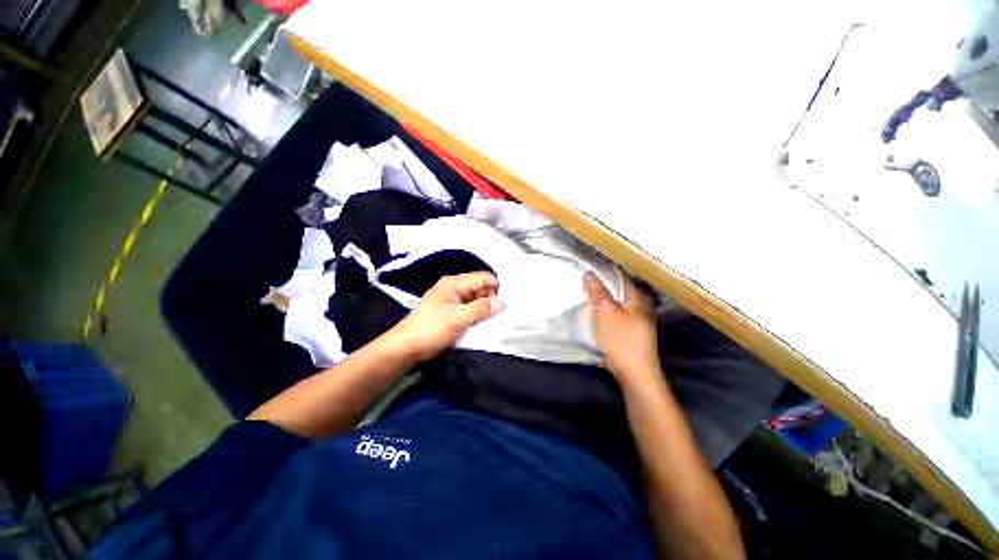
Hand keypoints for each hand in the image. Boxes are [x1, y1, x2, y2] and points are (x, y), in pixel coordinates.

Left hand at [388, 272, 504, 360]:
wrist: (407, 348)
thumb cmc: (430, 329)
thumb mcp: (457, 318)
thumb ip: (481, 309)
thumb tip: (503, 302)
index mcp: (454, 283)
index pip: (483, 278)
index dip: (496, 289)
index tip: (506, 303)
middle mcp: (456, 289)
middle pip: (482, 289)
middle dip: (492, 301)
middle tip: (501, 316)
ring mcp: (454, 302)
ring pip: (478, 302)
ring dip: (486, 311)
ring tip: (495, 322)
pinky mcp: (454, 314)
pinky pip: (472, 311)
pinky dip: (479, 317)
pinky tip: (486, 325)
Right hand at [584, 272, 660, 386]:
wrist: (636, 374)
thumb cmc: (621, 341)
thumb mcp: (606, 314)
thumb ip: (598, 293)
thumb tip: (589, 273)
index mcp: (638, 299)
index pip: (622, 277)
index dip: (606, 270)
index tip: (590, 266)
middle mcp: (642, 306)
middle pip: (621, 289)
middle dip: (605, 283)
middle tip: (587, 277)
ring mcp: (640, 320)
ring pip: (620, 301)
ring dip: (606, 296)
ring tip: (590, 291)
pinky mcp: (634, 332)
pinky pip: (619, 312)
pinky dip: (609, 308)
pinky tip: (600, 310)